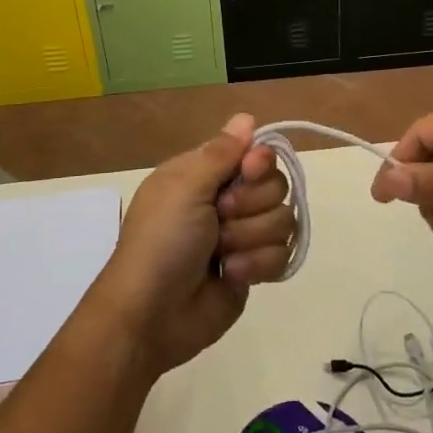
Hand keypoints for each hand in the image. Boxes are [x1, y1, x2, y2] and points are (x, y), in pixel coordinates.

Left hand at [88, 114, 294, 374]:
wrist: (151, 315)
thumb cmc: (162, 242)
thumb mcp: (184, 188)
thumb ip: (222, 153)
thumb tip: (246, 117)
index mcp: (204, 175)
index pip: (254, 153)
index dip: (258, 162)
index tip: (247, 172)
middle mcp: (226, 200)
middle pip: (275, 186)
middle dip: (250, 206)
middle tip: (219, 218)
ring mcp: (241, 236)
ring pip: (282, 221)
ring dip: (249, 238)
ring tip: (221, 255)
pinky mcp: (252, 270)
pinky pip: (281, 255)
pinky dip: (256, 265)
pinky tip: (231, 275)